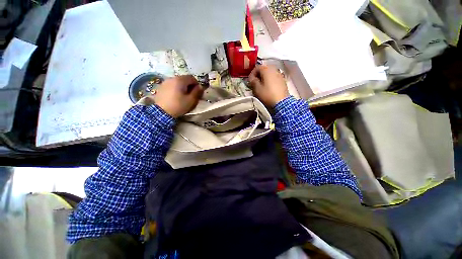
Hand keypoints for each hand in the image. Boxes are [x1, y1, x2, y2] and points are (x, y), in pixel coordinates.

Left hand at [153, 75, 203, 117]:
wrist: (161, 113)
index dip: (197, 84)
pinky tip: (175, 97)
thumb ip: (197, 92)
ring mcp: (165, 82)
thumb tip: (200, 87)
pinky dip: (176, 89)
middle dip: (189, 86)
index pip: (192, 78)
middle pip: (184, 79)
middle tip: (191, 95)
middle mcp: (172, 78)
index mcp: (180, 80)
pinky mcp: (161, 87)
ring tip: (183, 96)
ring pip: (177, 82)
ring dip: (183, 87)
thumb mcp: (191, 100)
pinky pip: (171, 85)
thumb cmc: (178, 106)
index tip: (197, 92)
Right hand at [248, 65, 288, 106]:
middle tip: (255, 82)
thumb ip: (253, 81)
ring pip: (269, 73)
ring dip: (264, 77)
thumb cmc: (267, 95)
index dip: (251, 74)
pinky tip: (268, 87)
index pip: (257, 67)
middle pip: (264, 69)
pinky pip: (274, 77)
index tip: (250, 81)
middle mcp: (274, 69)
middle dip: (258, 75)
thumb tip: (252, 78)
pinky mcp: (283, 80)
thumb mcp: (257, 89)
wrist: (281, 102)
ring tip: (261, 85)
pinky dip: (270, 80)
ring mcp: (280, 74)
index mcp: (267, 69)